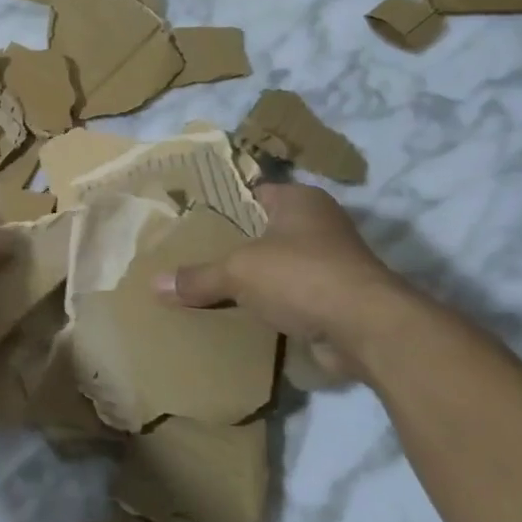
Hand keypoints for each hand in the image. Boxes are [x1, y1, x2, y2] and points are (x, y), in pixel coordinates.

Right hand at [154, 183, 421, 360]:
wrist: (367, 328)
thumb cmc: (301, 275)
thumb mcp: (238, 272)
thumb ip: (198, 277)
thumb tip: (155, 284)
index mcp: (299, 200)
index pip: (253, 192)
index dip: (223, 204)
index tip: (191, 219)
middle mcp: (320, 224)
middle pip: (265, 230)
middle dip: (235, 245)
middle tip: (193, 255)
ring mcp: (333, 262)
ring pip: (280, 265)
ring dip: (256, 279)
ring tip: (211, 288)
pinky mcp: (338, 298)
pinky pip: (294, 296)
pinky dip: (274, 305)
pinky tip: (243, 316)